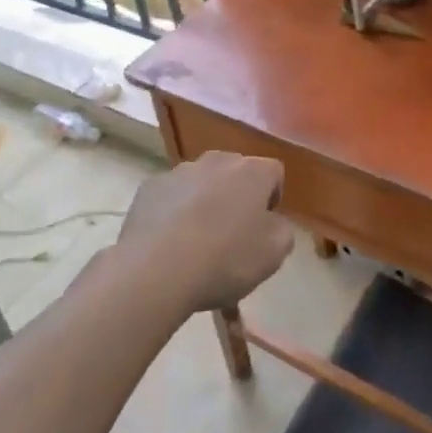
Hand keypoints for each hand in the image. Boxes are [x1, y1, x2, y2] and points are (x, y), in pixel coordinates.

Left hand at [118, 151, 293, 313]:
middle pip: (235, 172)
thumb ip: (282, 231)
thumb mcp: (273, 255)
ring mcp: (179, 172)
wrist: (155, 271)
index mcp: (252, 172)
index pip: (273, 172)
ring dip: (204, 201)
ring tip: (195, 240)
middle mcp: (216, 161)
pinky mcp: (149, 188)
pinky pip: (170, 196)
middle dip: (237, 196)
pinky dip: (173, 211)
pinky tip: (168, 242)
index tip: (263, 226)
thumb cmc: (224, 260)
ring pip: (201, 182)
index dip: (272, 198)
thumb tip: (271, 222)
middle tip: (232, 233)